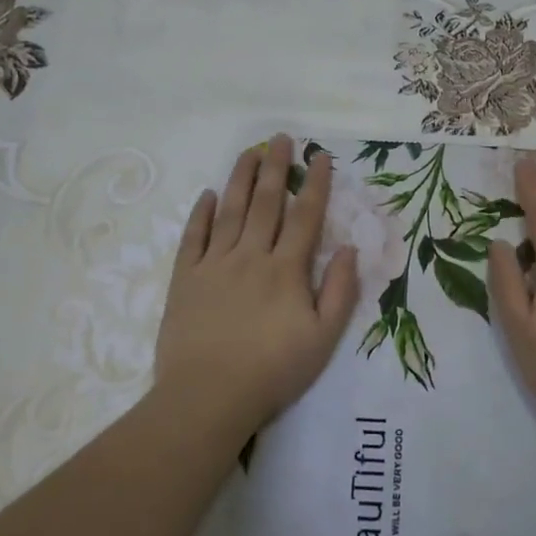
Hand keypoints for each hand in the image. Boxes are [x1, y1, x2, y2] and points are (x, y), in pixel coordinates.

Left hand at [153, 134, 359, 435]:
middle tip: (280, 138)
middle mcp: (251, 256)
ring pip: (230, 211)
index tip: (320, 156)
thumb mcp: (323, 339)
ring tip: (248, 153)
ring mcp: (214, 265)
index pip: (305, 216)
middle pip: (265, 203)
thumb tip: (351, 249)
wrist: (208, 396)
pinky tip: (207, 195)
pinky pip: (193, 238)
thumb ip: (340, 292)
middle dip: (275, 168)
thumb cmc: (272, 371)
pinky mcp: (185, 280)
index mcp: (286, 270)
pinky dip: (201, 214)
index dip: (315, 184)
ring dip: (240, 179)